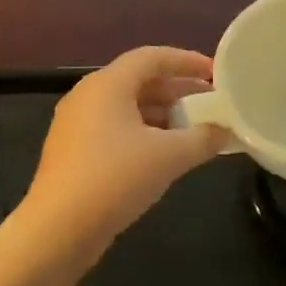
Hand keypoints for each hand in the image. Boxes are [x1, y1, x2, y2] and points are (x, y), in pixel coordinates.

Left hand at [25, 46, 226, 246]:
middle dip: (177, 90)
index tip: (215, 72)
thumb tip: (226, 131)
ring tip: (194, 129)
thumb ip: (203, 138)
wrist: (59, 228)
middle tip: (210, 102)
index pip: (152, 57)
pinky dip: (143, 133)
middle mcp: (87, 96)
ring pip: (126, 108)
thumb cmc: (115, 178)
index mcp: (107, 84)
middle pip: (138, 81)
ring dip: (161, 114)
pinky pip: (114, 129)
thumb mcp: (168, 156)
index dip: (187, 61)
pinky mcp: (73, 151)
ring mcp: (76, 124)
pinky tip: (164, 154)